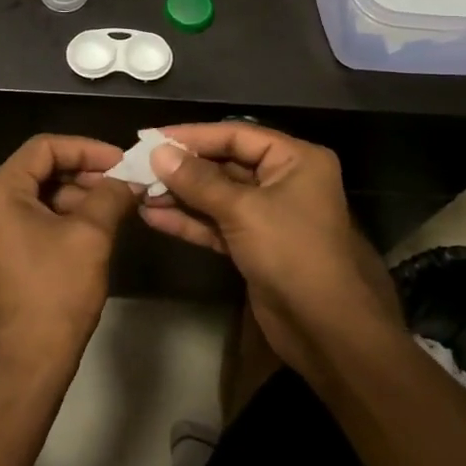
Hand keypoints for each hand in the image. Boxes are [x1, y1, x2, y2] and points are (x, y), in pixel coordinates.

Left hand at [0, 136, 138, 375]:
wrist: (28, 363)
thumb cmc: (56, 292)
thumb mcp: (90, 236)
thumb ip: (111, 196)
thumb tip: (131, 179)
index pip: (44, 148)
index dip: (86, 149)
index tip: (122, 160)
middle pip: (39, 169)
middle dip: (84, 172)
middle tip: (124, 182)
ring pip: (38, 193)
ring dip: (77, 194)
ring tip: (117, 204)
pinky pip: (33, 217)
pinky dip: (63, 215)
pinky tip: (97, 224)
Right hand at [142, 123, 402, 391]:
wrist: (326, 330)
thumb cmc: (293, 253)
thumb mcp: (243, 210)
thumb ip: (198, 181)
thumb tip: (158, 153)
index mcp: (295, 160)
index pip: (236, 135)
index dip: (192, 136)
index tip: (151, 138)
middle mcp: (284, 180)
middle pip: (225, 164)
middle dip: (182, 168)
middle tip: (139, 166)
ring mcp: (269, 215)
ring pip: (217, 196)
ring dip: (180, 195)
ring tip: (138, 191)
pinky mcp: (255, 245)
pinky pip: (217, 224)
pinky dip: (189, 221)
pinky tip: (153, 217)